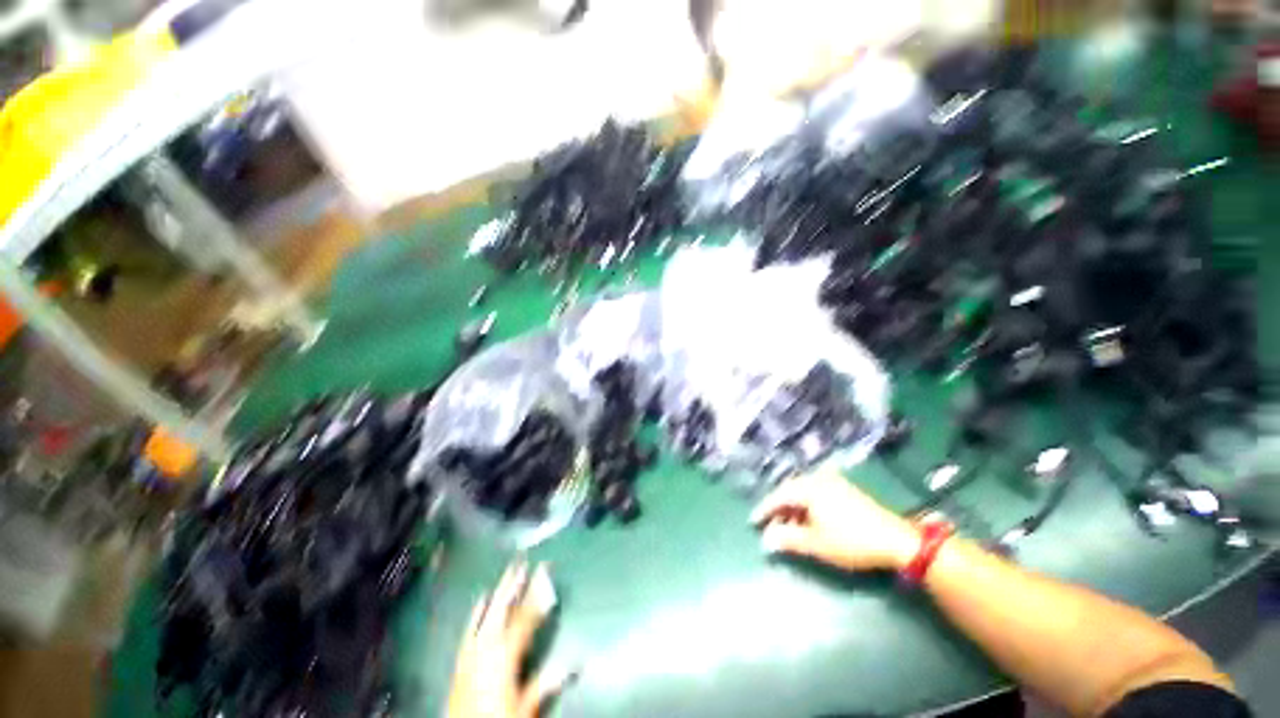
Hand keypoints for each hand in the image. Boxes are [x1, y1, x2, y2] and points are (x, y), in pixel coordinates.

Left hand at [448, 560, 568, 717]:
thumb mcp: (525, 706)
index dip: (536, 593)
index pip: (525, 617)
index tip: (545, 571)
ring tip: (509, 571)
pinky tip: (481, 598)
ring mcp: (472, 652)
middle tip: (523, 561)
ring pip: (488, 614)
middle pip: (503, 609)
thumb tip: (573, 663)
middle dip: (514, 584)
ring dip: (499, 592)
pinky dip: (476, 612)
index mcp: (505, 655)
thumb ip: (545, 681)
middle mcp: (487, 647)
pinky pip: (469, 629)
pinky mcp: (461, 659)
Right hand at [750, 468, 919, 571]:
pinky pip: (816, 492)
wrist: (896, 540)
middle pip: (790, 490)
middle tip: (770, 524)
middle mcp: (818, 479)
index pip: (779, 495)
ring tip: (789, 526)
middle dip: (779, 508)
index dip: (765, 509)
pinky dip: (807, 505)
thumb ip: (788, 539)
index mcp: (808, 487)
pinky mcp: (844, 489)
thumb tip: (766, 540)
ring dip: (793, 508)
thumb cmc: (851, 541)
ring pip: (803, 492)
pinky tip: (808, 519)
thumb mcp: (816, 543)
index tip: (753, 522)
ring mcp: (833, 482)